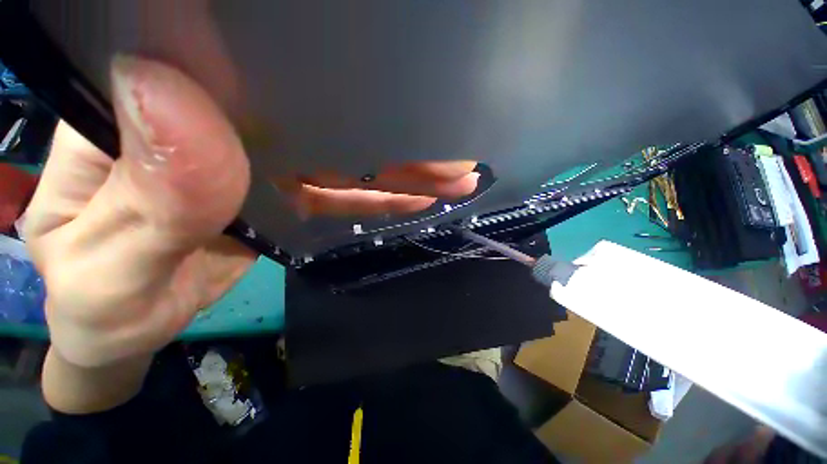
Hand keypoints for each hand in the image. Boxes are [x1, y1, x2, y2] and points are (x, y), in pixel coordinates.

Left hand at [26, 55, 478, 370]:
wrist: (119, 330)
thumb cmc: (95, 304)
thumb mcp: (105, 265)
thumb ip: (148, 195)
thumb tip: (173, 92)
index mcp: (144, 112)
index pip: (234, 64)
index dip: (310, 67)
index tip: (384, 83)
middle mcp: (211, 124)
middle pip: (314, 115)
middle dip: (385, 132)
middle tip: (444, 149)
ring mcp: (257, 163)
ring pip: (341, 159)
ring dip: (398, 171)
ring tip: (447, 175)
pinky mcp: (283, 199)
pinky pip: (340, 193)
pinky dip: (379, 198)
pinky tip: (416, 197)